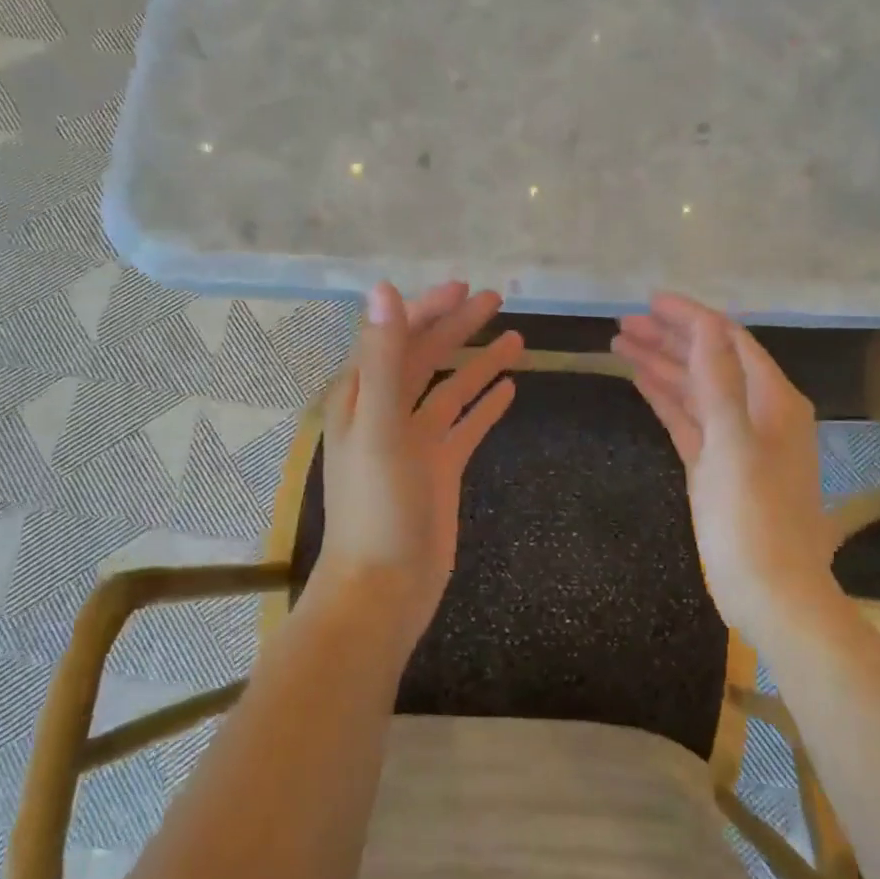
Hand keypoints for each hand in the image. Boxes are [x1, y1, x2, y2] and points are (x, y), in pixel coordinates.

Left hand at [311, 280, 523, 647]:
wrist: (385, 588)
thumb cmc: (377, 507)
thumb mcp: (379, 426)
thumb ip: (384, 358)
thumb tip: (383, 289)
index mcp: (362, 398)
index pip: (396, 339)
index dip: (427, 310)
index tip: (463, 289)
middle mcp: (387, 414)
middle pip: (426, 358)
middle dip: (458, 327)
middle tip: (495, 300)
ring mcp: (416, 443)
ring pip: (452, 390)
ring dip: (479, 363)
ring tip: (517, 339)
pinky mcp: (440, 469)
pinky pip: (466, 426)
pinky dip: (485, 405)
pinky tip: (509, 389)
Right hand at [613, 293, 836, 639]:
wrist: (770, 593)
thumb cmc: (755, 518)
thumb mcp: (734, 443)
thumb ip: (718, 381)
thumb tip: (705, 325)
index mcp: (773, 400)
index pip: (728, 340)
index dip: (690, 316)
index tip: (649, 300)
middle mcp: (757, 412)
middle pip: (709, 360)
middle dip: (668, 338)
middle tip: (623, 323)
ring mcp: (735, 440)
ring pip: (694, 388)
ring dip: (661, 364)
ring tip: (619, 342)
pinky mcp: (715, 466)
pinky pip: (688, 419)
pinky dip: (665, 398)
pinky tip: (639, 380)